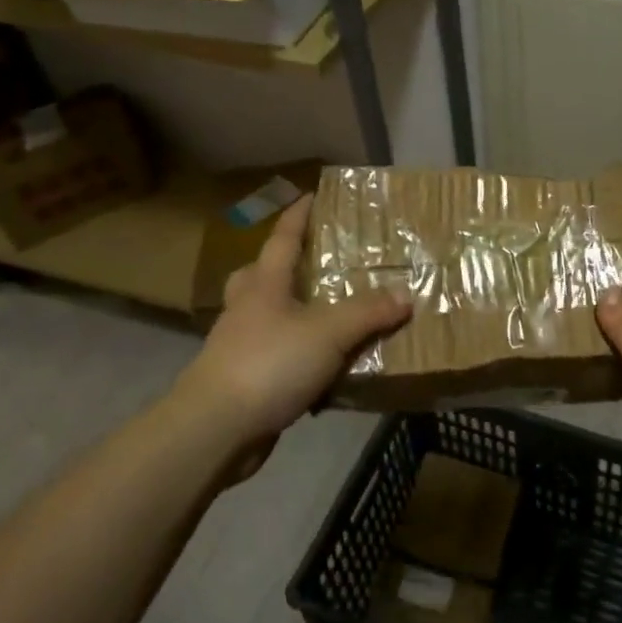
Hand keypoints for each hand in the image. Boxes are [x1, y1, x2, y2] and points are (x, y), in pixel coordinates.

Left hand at [171, 198, 409, 451]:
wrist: (216, 427)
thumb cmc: (270, 363)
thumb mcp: (329, 333)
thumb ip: (368, 313)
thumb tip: (405, 295)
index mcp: (264, 286)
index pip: (282, 239)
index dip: (298, 216)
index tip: (310, 194)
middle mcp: (247, 309)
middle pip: (258, 276)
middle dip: (280, 265)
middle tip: (311, 264)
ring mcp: (239, 346)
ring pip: (264, 317)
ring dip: (289, 312)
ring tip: (325, 315)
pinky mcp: (243, 381)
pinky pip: (274, 356)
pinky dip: (295, 355)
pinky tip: (321, 368)